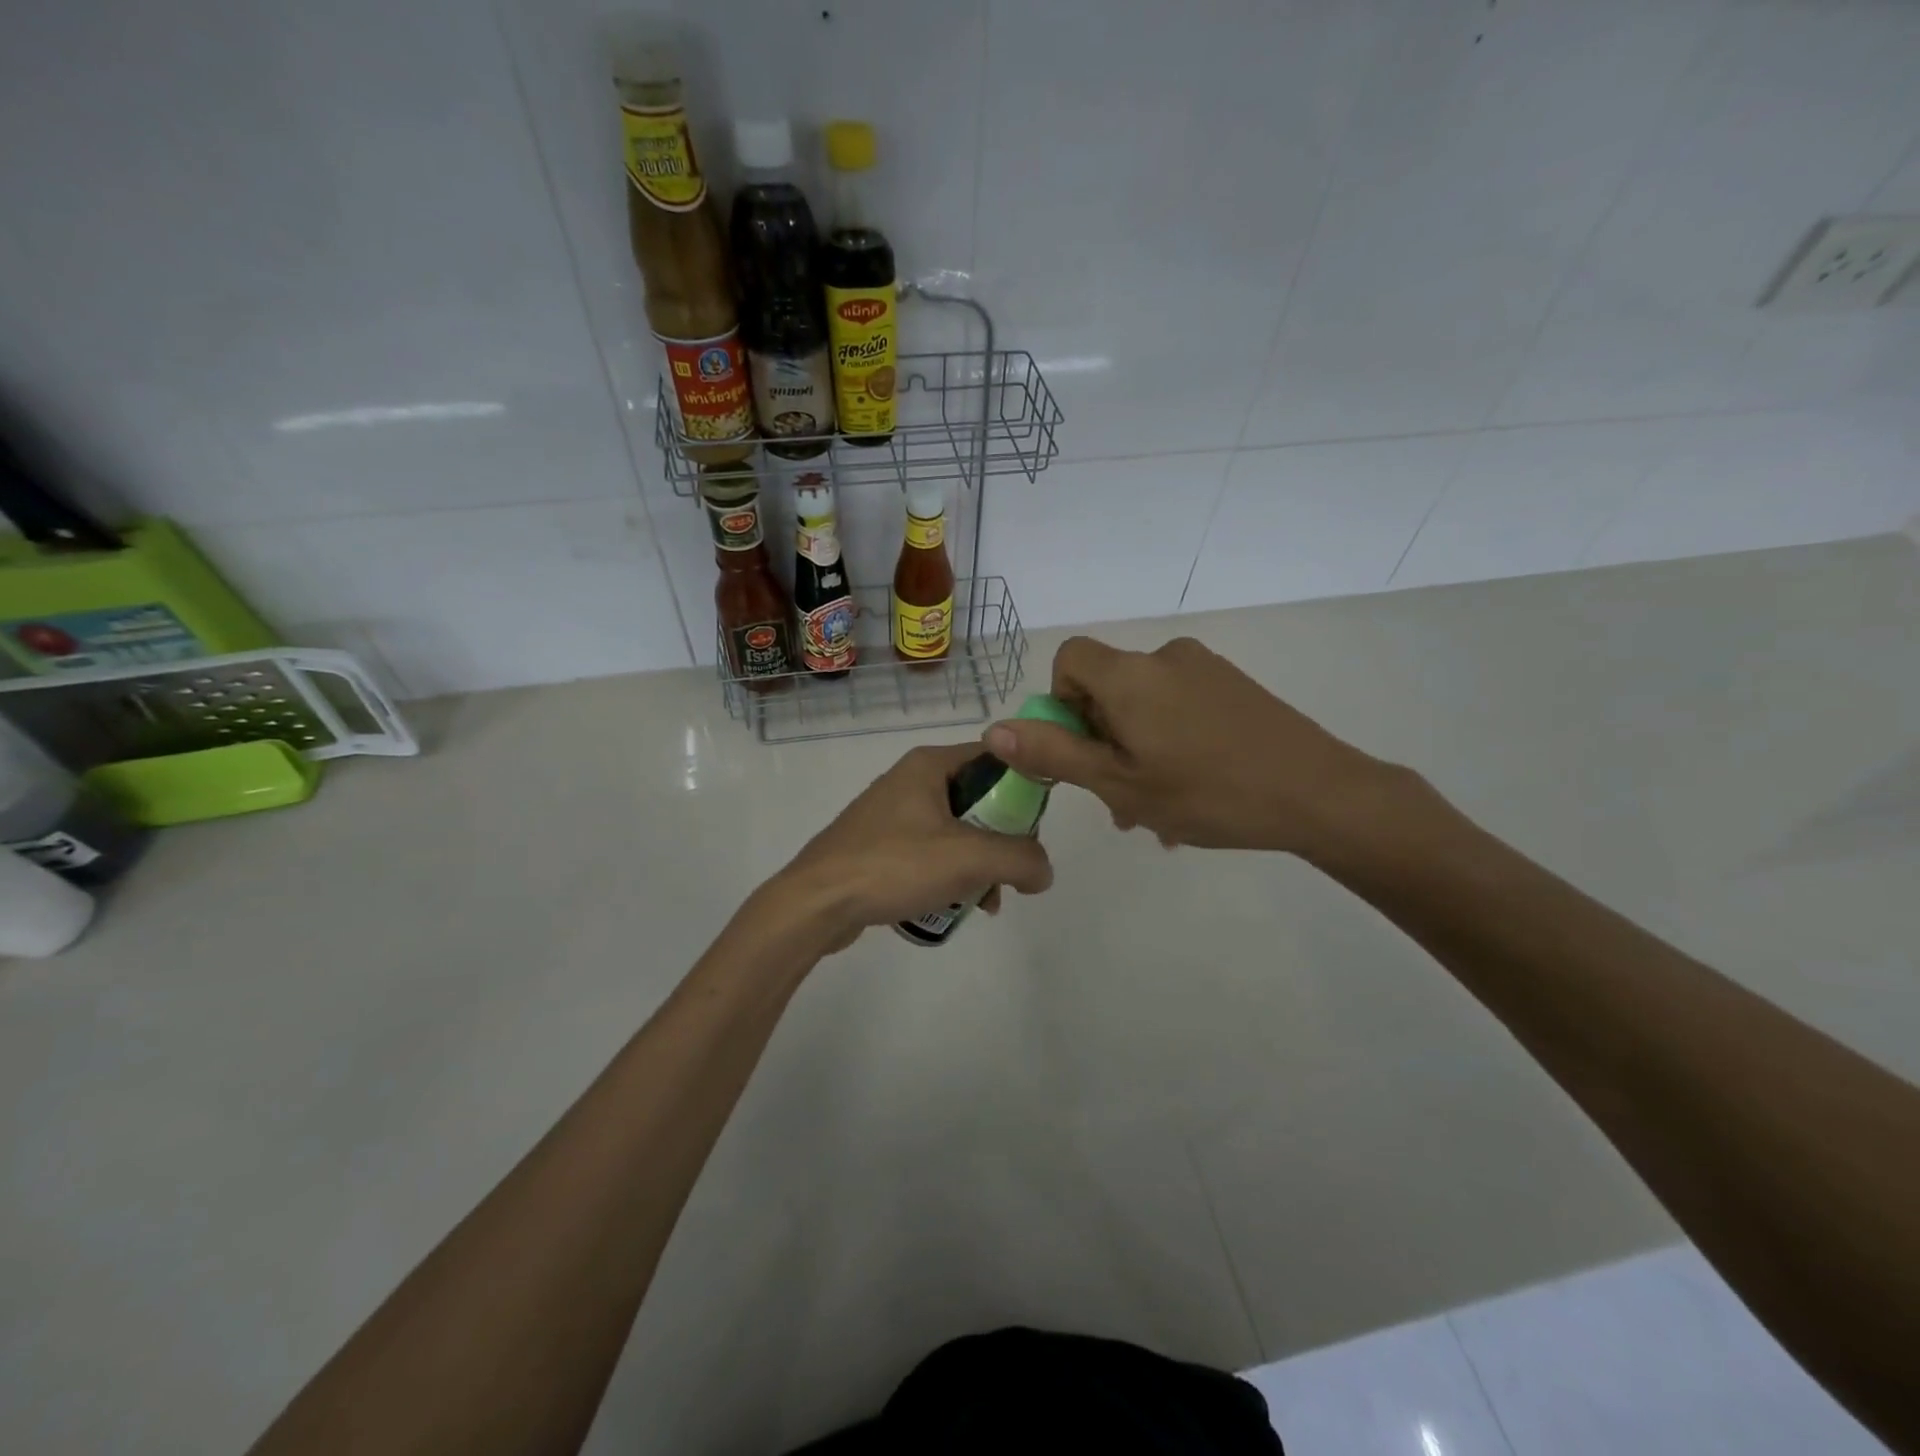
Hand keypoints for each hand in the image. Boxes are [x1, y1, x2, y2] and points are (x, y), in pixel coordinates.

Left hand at [763, 742, 1054, 952]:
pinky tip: (956, 906)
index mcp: (929, 765)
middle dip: (1002, 839)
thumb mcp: (969, 858)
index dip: (1024, 787)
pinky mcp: (879, 845)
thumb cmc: (893, 865)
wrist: (815, 903)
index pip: (995, 758)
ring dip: (978, 864)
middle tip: (1012, 872)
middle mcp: (911, 780)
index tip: (1036, 827)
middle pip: (978, 799)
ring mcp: (892, 813)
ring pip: (956, 830)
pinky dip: (949, 874)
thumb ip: (1020, 859)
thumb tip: (1043, 871)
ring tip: (986, 902)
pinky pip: (930, 852)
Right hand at [983, 635, 1398, 857]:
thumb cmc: (1207, 793)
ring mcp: (1206, 670)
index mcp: (1130, 676)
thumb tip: (994, 729)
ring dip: (1137, 752)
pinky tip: (1193, 795)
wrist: (1320, 794)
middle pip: (1108, 688)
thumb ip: (1054, 752)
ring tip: (1159, 813)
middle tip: (1119, 801)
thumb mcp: (1119, 783)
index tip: (1083, 749)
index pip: (1070, 658)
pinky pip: (1181, 708)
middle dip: (1102, 741)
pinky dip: (1171, 743)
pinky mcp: (1236, 687)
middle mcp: (1165, 658)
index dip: (1061, 702)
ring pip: (1146, 706)